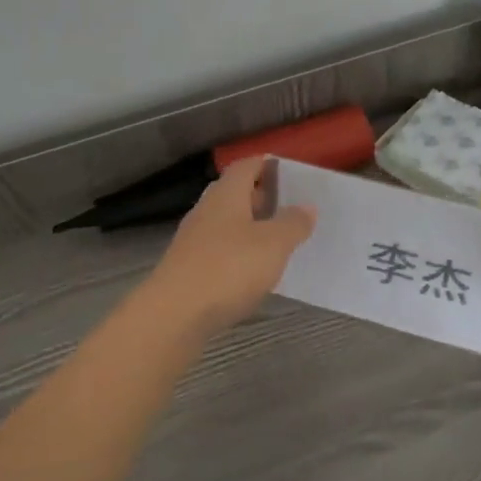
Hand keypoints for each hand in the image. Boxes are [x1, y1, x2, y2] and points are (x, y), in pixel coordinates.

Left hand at [141, 156, 315, 339]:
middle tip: (292, 207)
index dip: (268, 165)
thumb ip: (293, 223)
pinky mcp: (189, 267)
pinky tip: (255, 270)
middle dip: (263, 197)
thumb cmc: (228, 268)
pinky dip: (240, 253)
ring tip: (281, 240)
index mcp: (227, 193)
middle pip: (236, 193)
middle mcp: (207, 209)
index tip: (293, 174)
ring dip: (252, 227)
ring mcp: (195, 239)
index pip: (247, 165)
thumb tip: (307, 206)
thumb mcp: (273, 244)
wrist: (173, 315)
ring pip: (228, 223)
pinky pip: (220, 249)